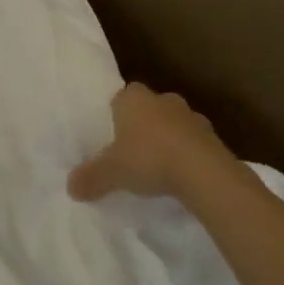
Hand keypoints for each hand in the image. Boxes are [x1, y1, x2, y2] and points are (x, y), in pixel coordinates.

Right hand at [67, 83, 247, 205]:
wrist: (204, 173)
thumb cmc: (148, 159)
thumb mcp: (110, 172)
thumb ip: (90, 178)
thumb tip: (71, 188)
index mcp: (134, 99)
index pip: (122, 96)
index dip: (116, 112)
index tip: (111, 132)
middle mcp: (163, 100)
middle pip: (148, 108)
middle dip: (141, 124)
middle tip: (130, 149)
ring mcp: (192, 117)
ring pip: (172, 123)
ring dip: (166, 138)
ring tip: (156, 164)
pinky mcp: (213, 137)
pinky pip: (192, 142)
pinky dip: (185, 153)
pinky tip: (179, 174)